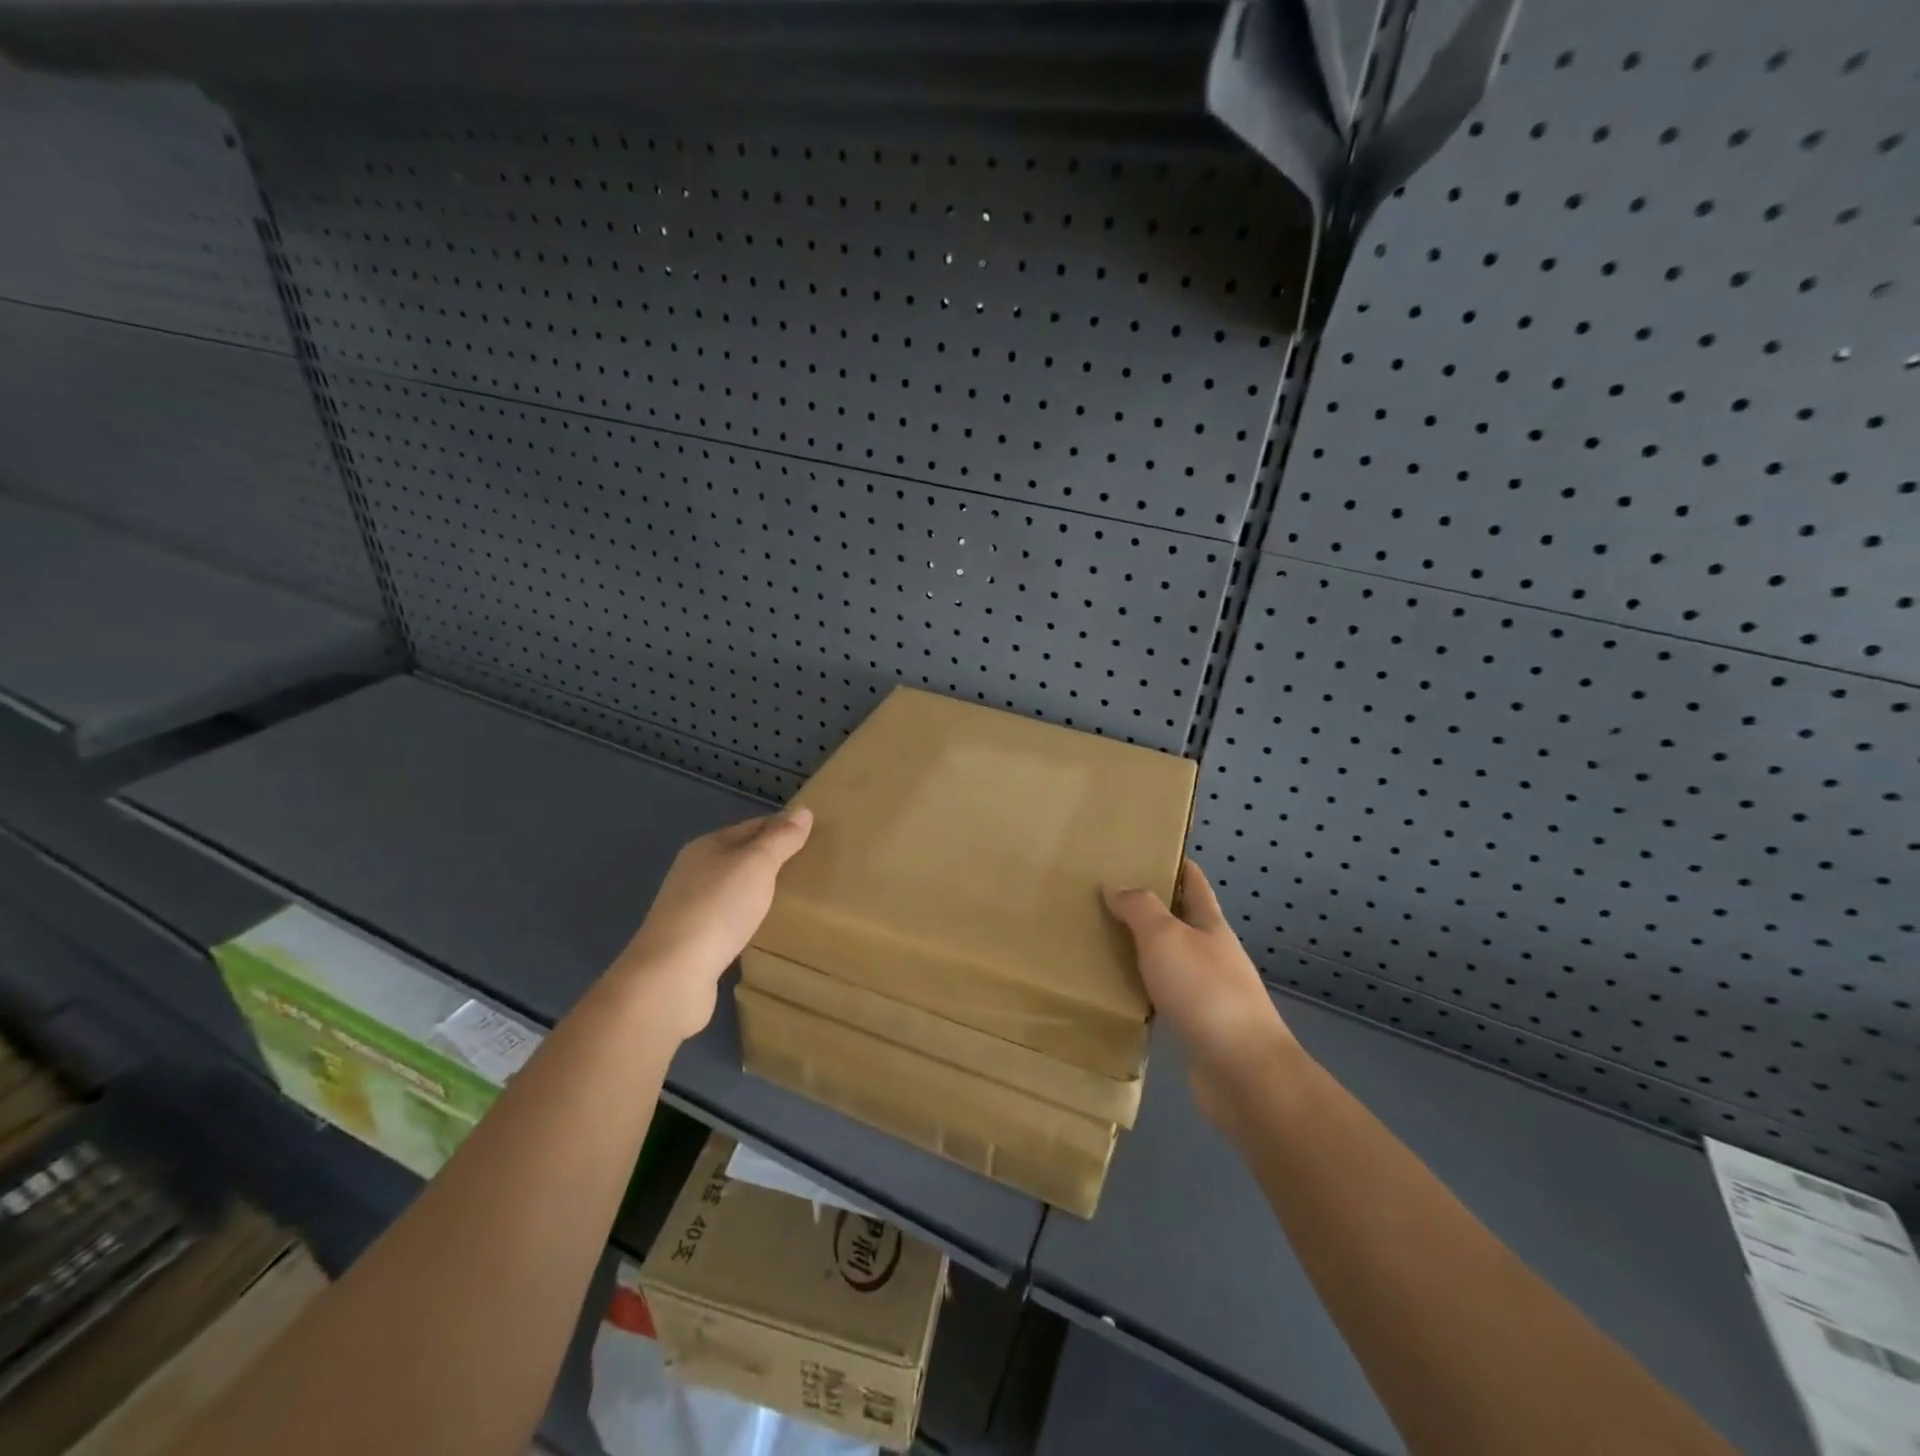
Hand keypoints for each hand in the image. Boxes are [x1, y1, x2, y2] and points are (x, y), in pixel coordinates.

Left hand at [609, 808, 813, 1041]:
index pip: (752, 826)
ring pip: (732, 890)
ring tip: (791, 899)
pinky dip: (746, 919)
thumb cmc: (718, 908)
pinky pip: (727, 920)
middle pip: (739, 857)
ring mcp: (689, 909)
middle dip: (770, 860)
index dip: (782, 828)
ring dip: (757, 891)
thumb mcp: (757, 864)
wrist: (672, 975)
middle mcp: (693, 872)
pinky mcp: (691, 943)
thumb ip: (781, 839)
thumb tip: (803, 811)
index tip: (814, 836)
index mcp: (706, 847)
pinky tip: (762, 929)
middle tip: (809, 868)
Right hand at [1103, 860, 1295, 1126]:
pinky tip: (1118, 991)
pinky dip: (1143, 989)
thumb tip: (1115, 885)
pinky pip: (1164, 997)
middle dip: (1150, 907)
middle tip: (1106, 896)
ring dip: (1143, 950)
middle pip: (1181, 921)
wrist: (1243, 1072)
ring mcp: (1208, 993)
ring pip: (1170, 960)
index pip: (1195, 884)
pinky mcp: (1198, 1027)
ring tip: (1102, 940)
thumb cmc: (1205, 992)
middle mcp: (1213, 955)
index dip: (1177, 864)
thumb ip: (1140, 908)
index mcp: (1211, 926)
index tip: (1148, 850)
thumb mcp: (1166, 937)